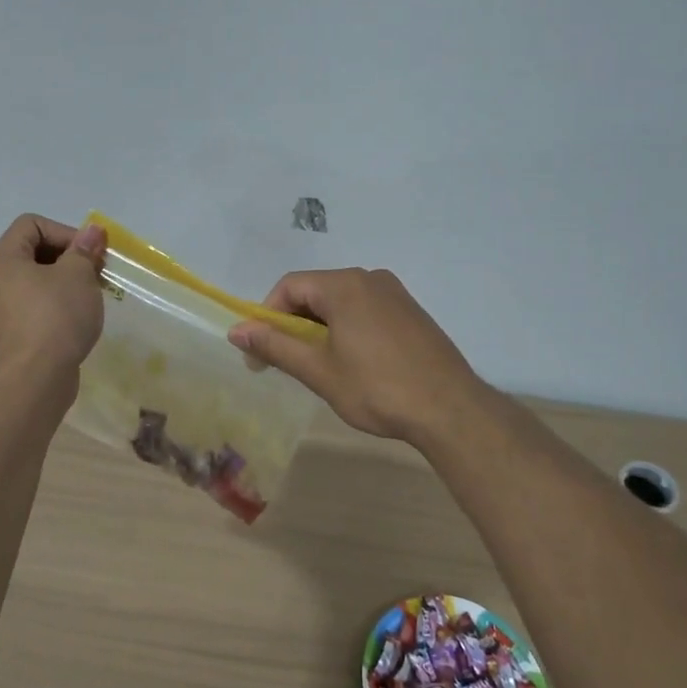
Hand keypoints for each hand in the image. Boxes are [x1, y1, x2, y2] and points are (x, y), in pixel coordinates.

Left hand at [0, 215, 106, 380]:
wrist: (33, 380)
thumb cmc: (55, 317)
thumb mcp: (78, 276)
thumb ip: (84, 250)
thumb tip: (92, 230)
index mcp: (1, 259)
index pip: (31, 224)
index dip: (65, 231)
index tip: (90, 253)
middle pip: (30, 253)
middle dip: (67, 259)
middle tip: (95, 274)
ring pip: (31, 284)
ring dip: (61, 285)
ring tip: (88, 299)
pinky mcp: (4, 337)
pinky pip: (29, 310)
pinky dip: (51, 309)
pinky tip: (73, 323)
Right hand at [227, 268, 485, 445]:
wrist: (450, 409)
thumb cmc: (377, 388)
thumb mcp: (318, 370)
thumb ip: (275, 346)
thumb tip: (236, 330)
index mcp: (344, 285)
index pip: (289, 286)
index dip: (267, 317)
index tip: (261, 354)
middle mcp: (370, 278)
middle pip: (315, 292)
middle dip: (293, 325)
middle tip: (287, 364)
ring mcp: (396, 294)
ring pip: (341, 303)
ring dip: (321, 329)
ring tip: (320, 367)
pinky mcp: (412, 313)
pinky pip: (366, 311)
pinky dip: (348, 330)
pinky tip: (355, 364)